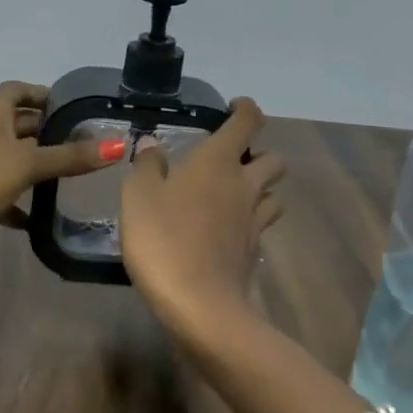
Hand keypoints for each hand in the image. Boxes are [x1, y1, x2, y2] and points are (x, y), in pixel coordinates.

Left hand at [0, 81, 118, 290]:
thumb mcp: (26, 163)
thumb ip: (71, 156)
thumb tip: (119, 144)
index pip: (18, 91)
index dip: (44, 94)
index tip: (75, 106)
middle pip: (20, 126)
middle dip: (49, 132)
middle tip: (88, 142)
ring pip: (16, 161)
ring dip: (41, 167)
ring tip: (79, 175)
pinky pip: (8, 196)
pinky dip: (25, 203)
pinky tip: (48, 215)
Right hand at [119, 98, 285, 341]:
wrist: (199, 305)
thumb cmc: (163, 240)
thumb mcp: (138, 196)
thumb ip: (147, 167)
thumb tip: (153, 148)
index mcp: (218, 162)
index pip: (248, 122)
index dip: (245, 109)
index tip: (233, 108)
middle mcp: (244, 186)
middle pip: (273, 160)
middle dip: (259, 154)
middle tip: (232, 160)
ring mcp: (253, 222)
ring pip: (273, 195)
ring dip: (260, 189)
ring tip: (233, 196)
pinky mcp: (252, 253)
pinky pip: (260, 227)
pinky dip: (249, 222)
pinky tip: (227, 231)